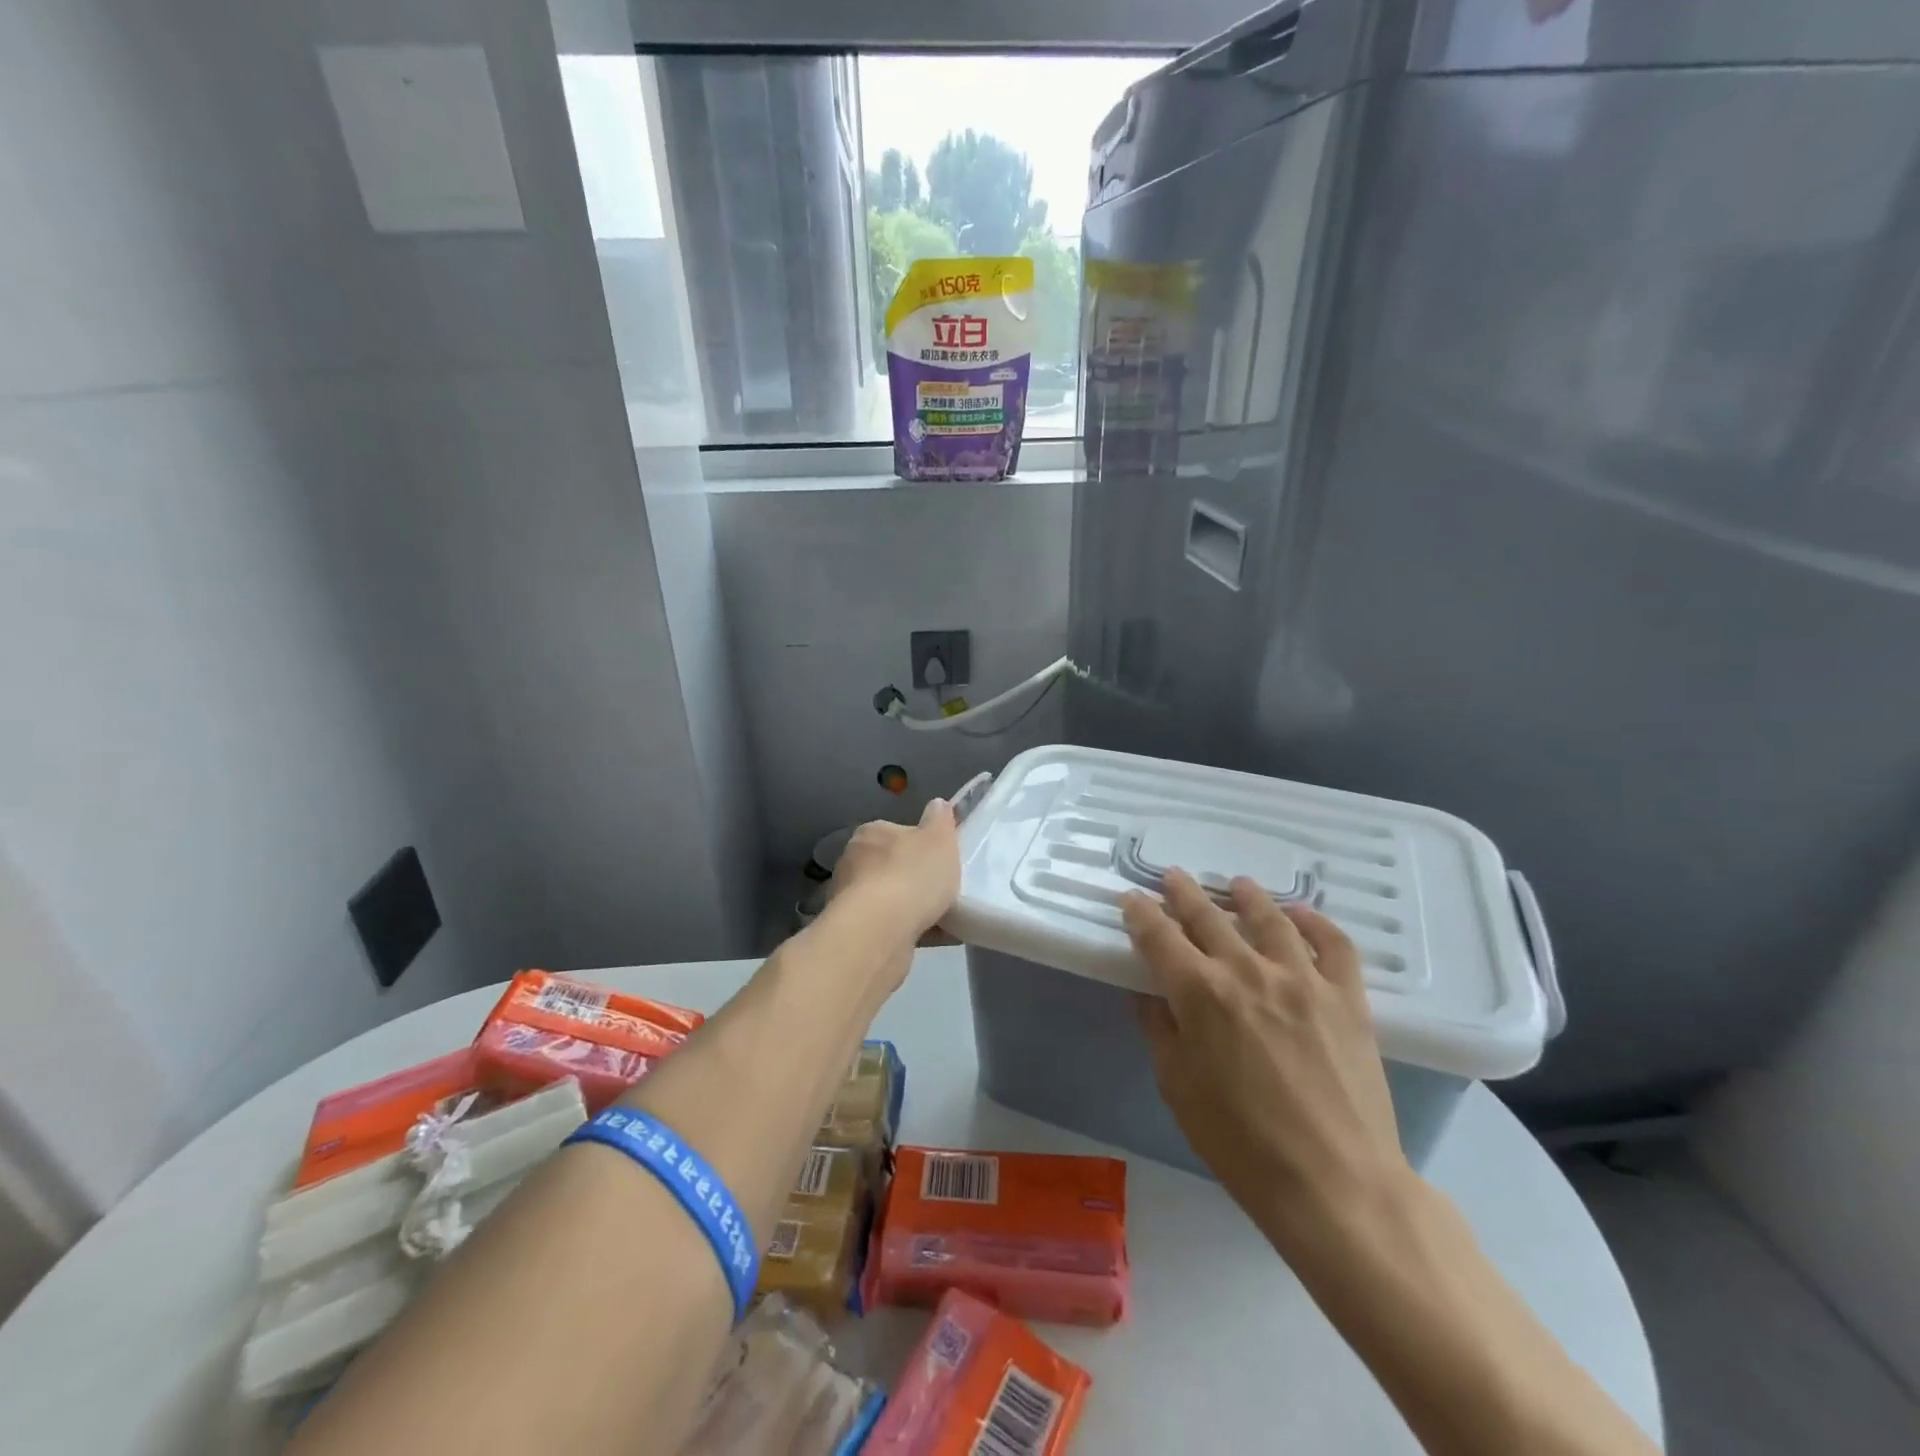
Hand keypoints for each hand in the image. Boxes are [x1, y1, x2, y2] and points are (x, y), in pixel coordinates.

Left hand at [828, 799, 960, 946]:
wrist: (879, 933)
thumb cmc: (911, 876)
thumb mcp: (939, 838)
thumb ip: (940, 820)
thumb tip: (937, 804)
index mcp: (871, 834)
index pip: (897, 832)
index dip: (921, 845)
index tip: (941, 860)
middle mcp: (854, 862)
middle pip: (893, 866)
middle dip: (916, 878)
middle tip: (946, 888)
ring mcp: (851, 899)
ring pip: (891, 899)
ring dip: (914, 907)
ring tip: (948, 917)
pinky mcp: (857, 932)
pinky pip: (892, 927)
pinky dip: (913, 930)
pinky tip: (939, 937)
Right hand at [1123, 870, 1406, 1251]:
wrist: (1336, 1185)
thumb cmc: (1241, 1144)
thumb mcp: (1178, 1087)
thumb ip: (1160, 1029)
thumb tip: (1150, 993)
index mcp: (1199, 993)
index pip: (1158, 935)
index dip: (1140, 912)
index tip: (1131, 899)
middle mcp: (1247, 971)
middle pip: (1207, 915)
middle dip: (1183, 892)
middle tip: (1172, 877)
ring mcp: (1302, 979)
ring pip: (1270, 918)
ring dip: (1247, 896)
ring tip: (1236, 884)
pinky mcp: (1347, 998)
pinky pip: (1334, 944)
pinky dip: (1315, 922)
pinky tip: (1301, 915)